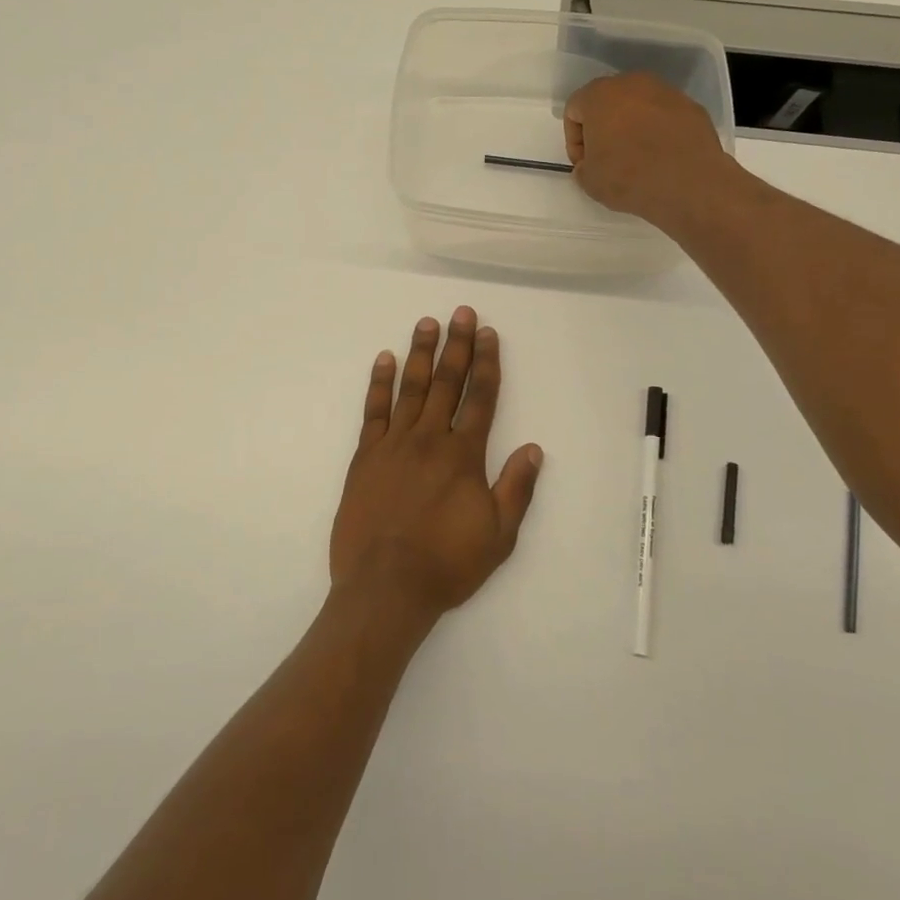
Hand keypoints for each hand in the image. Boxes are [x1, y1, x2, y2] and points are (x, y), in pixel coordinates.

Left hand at [330, 307, 542, 616]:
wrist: (385, 587)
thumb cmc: (446, 564)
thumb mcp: (498, 535)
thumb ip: (516, 488)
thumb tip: (533, 449)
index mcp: (464, 455)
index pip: (480, 398)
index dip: (486, 363)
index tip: (488, 333)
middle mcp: (430, 439)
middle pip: (446, 382)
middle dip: (456, 345)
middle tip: (460, 312)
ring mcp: (394, 444)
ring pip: (410, 388)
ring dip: (420, 353)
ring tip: (426, 323)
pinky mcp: (365, 457)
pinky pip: (373, 411)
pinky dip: (379, 383)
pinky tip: (384, 359)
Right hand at [563, 72, 737, 226]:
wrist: (689, 183)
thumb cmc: (628, 177)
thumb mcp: (589, 181)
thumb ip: (582, 167)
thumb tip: (590, 164)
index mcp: (600, 95)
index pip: (575, 110)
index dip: (574, 140)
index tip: (584, 164)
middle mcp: (632, 83)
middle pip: (607, 102)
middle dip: (603, 128)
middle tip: (607, 158)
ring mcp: (666, 92)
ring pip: (638, 107)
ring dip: (632, 128)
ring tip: (637, 159)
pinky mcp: (691, 106)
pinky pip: (665, 117)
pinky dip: (659, 132)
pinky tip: (662, 157)